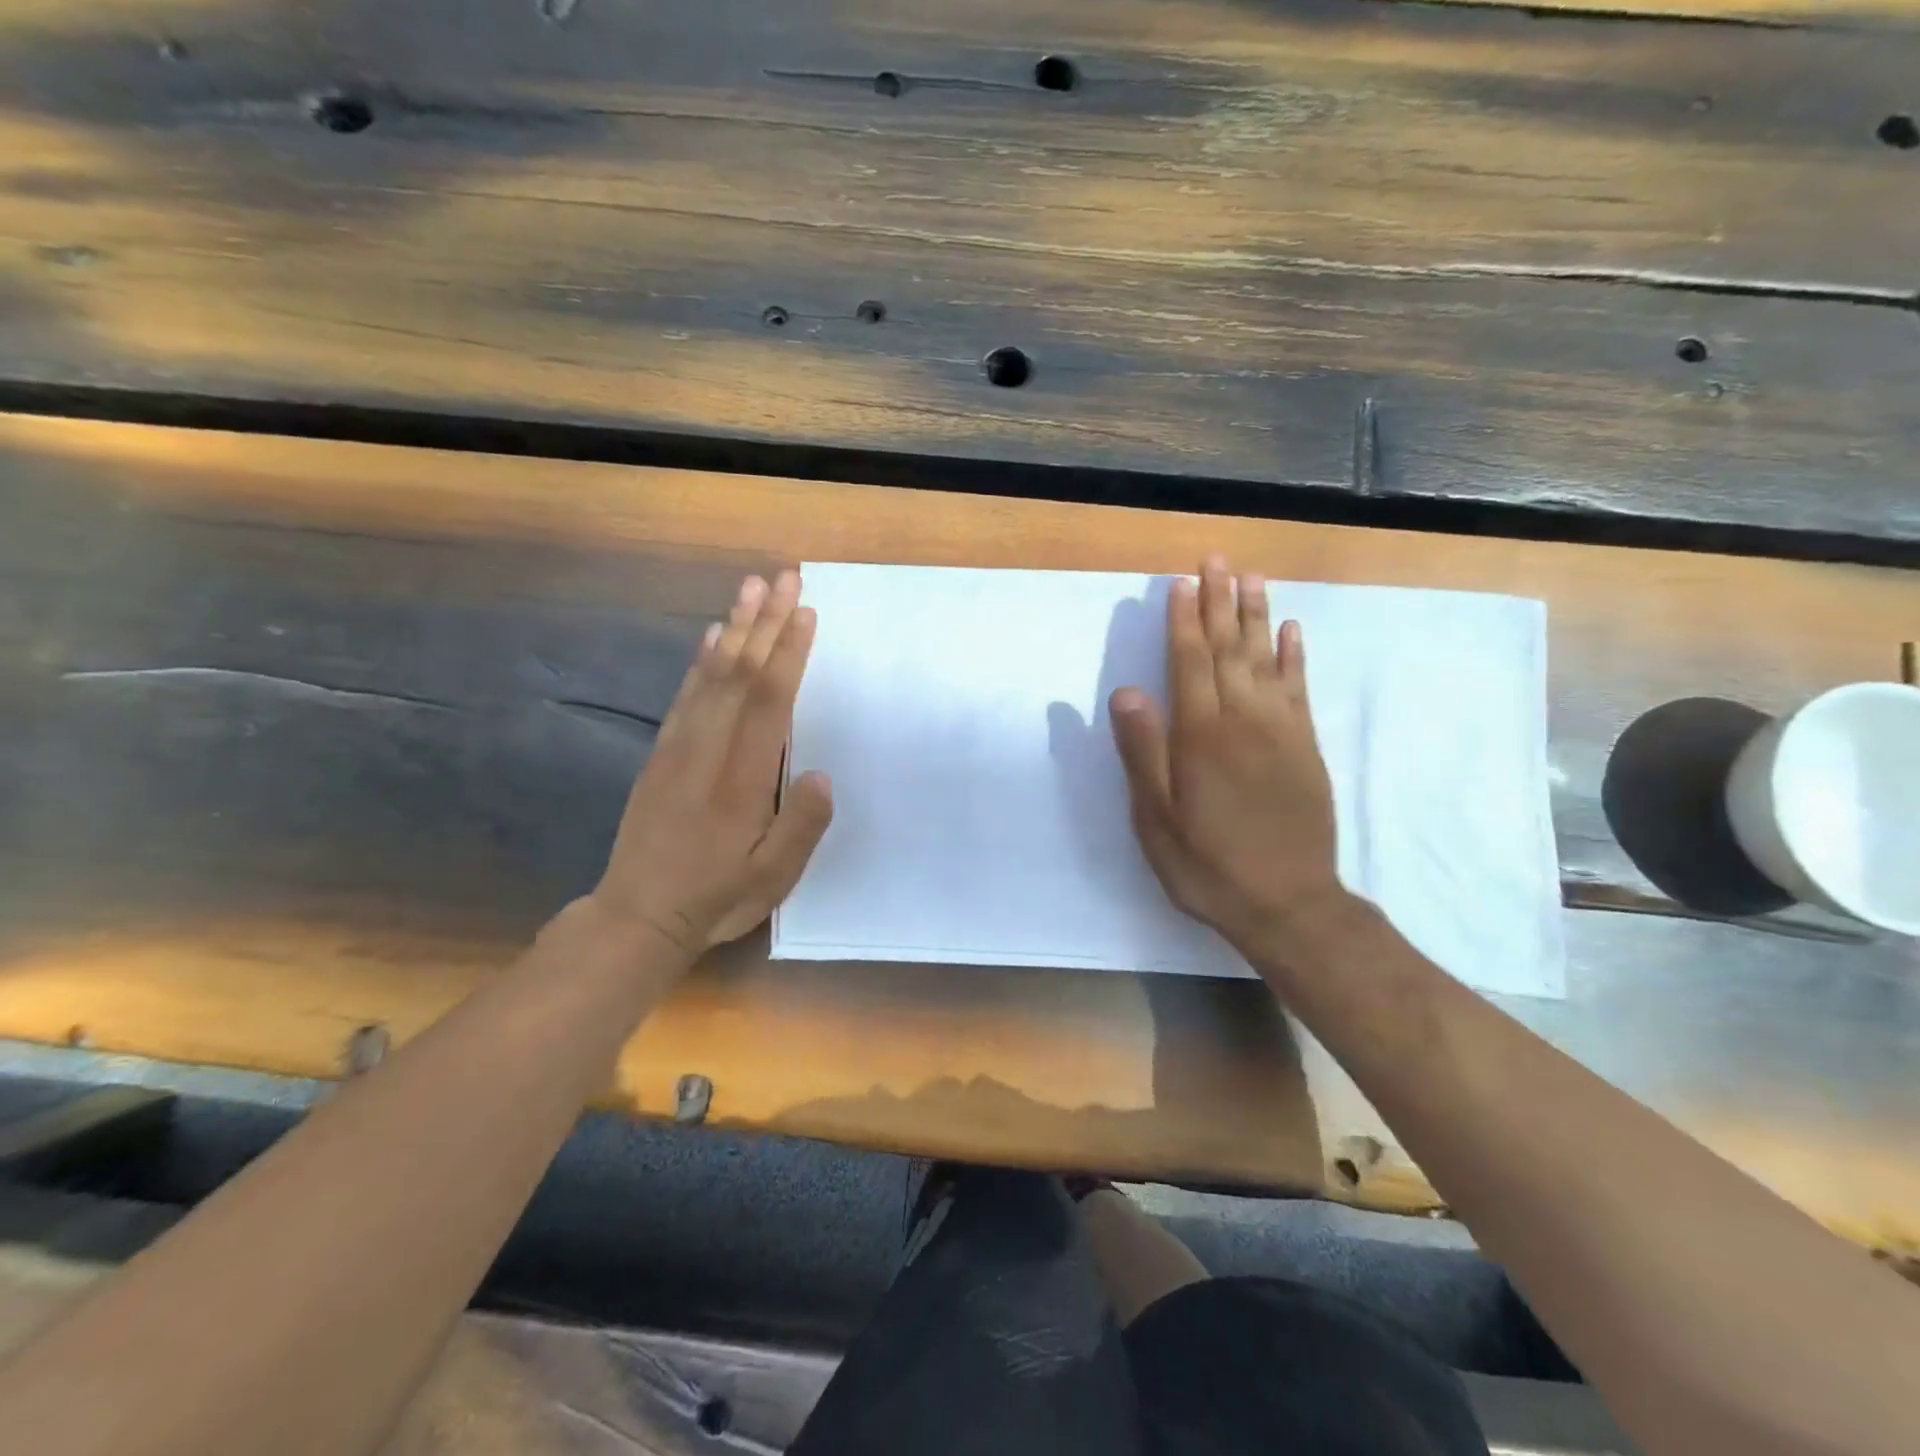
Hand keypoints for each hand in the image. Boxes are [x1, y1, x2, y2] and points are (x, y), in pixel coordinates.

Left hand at [591, 570, 833, 960]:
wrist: (637, 915)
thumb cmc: (715, 897)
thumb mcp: (772, 877)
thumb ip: (801, 826)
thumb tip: (821, 775)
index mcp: (741, 778)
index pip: (769, 701)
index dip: (788, 653)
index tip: (804, 612)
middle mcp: (708, 750)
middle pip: (739, 673)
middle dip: (764, 622)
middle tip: (783, 576)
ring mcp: (680, 747)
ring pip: (710, 674)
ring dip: (734, 627)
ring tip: (751, 587)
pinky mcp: (662, 753)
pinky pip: (685, 694)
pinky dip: (701, 659)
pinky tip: (713, 636)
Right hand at [1109, 554, 1345, 952]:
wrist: (1288, 903)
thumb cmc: (1208, 864)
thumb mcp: (1157, 820)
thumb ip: (1144, 753)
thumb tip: (1127, 693)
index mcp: (1201, 736)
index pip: (1190, 663)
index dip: (1184, 621)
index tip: (1182, 582)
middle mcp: (1243, 720)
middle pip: (1229, 649)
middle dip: (1220, 601)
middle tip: (1217, 559)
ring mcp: (1280, 730)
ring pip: (1265, 659)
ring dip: (1256, 615)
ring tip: (1250, 578)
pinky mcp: (1305, 746)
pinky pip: (1298, 688)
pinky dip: (1294, 655)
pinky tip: (1291, 630)